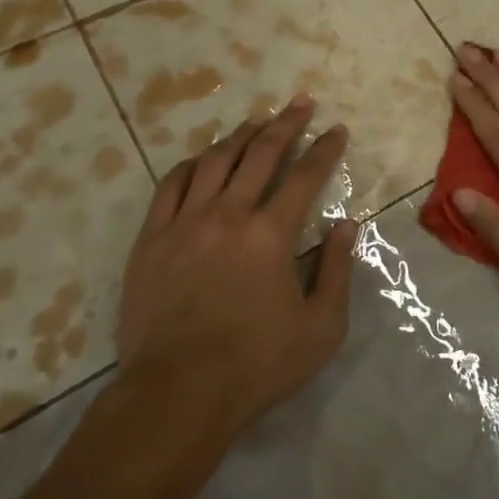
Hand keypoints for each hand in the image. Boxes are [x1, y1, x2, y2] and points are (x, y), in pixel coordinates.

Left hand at [116, 98, 353, 440]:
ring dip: (240, 136)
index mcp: (271, 234)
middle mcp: (228, 215)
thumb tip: (347, 225)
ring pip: (214, 161)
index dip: (325, 149)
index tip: (337, 130)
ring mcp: (184, 224)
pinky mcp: (151, 240)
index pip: (305, 175)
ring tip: (256, 121)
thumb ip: (338, 270)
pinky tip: (202, 158)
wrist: (176, 395)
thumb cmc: (257, 364)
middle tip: (301, 103)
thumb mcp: (321, 326)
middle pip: (260, 154)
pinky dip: (191, 164)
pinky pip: (171, 185)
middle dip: (286, 123)